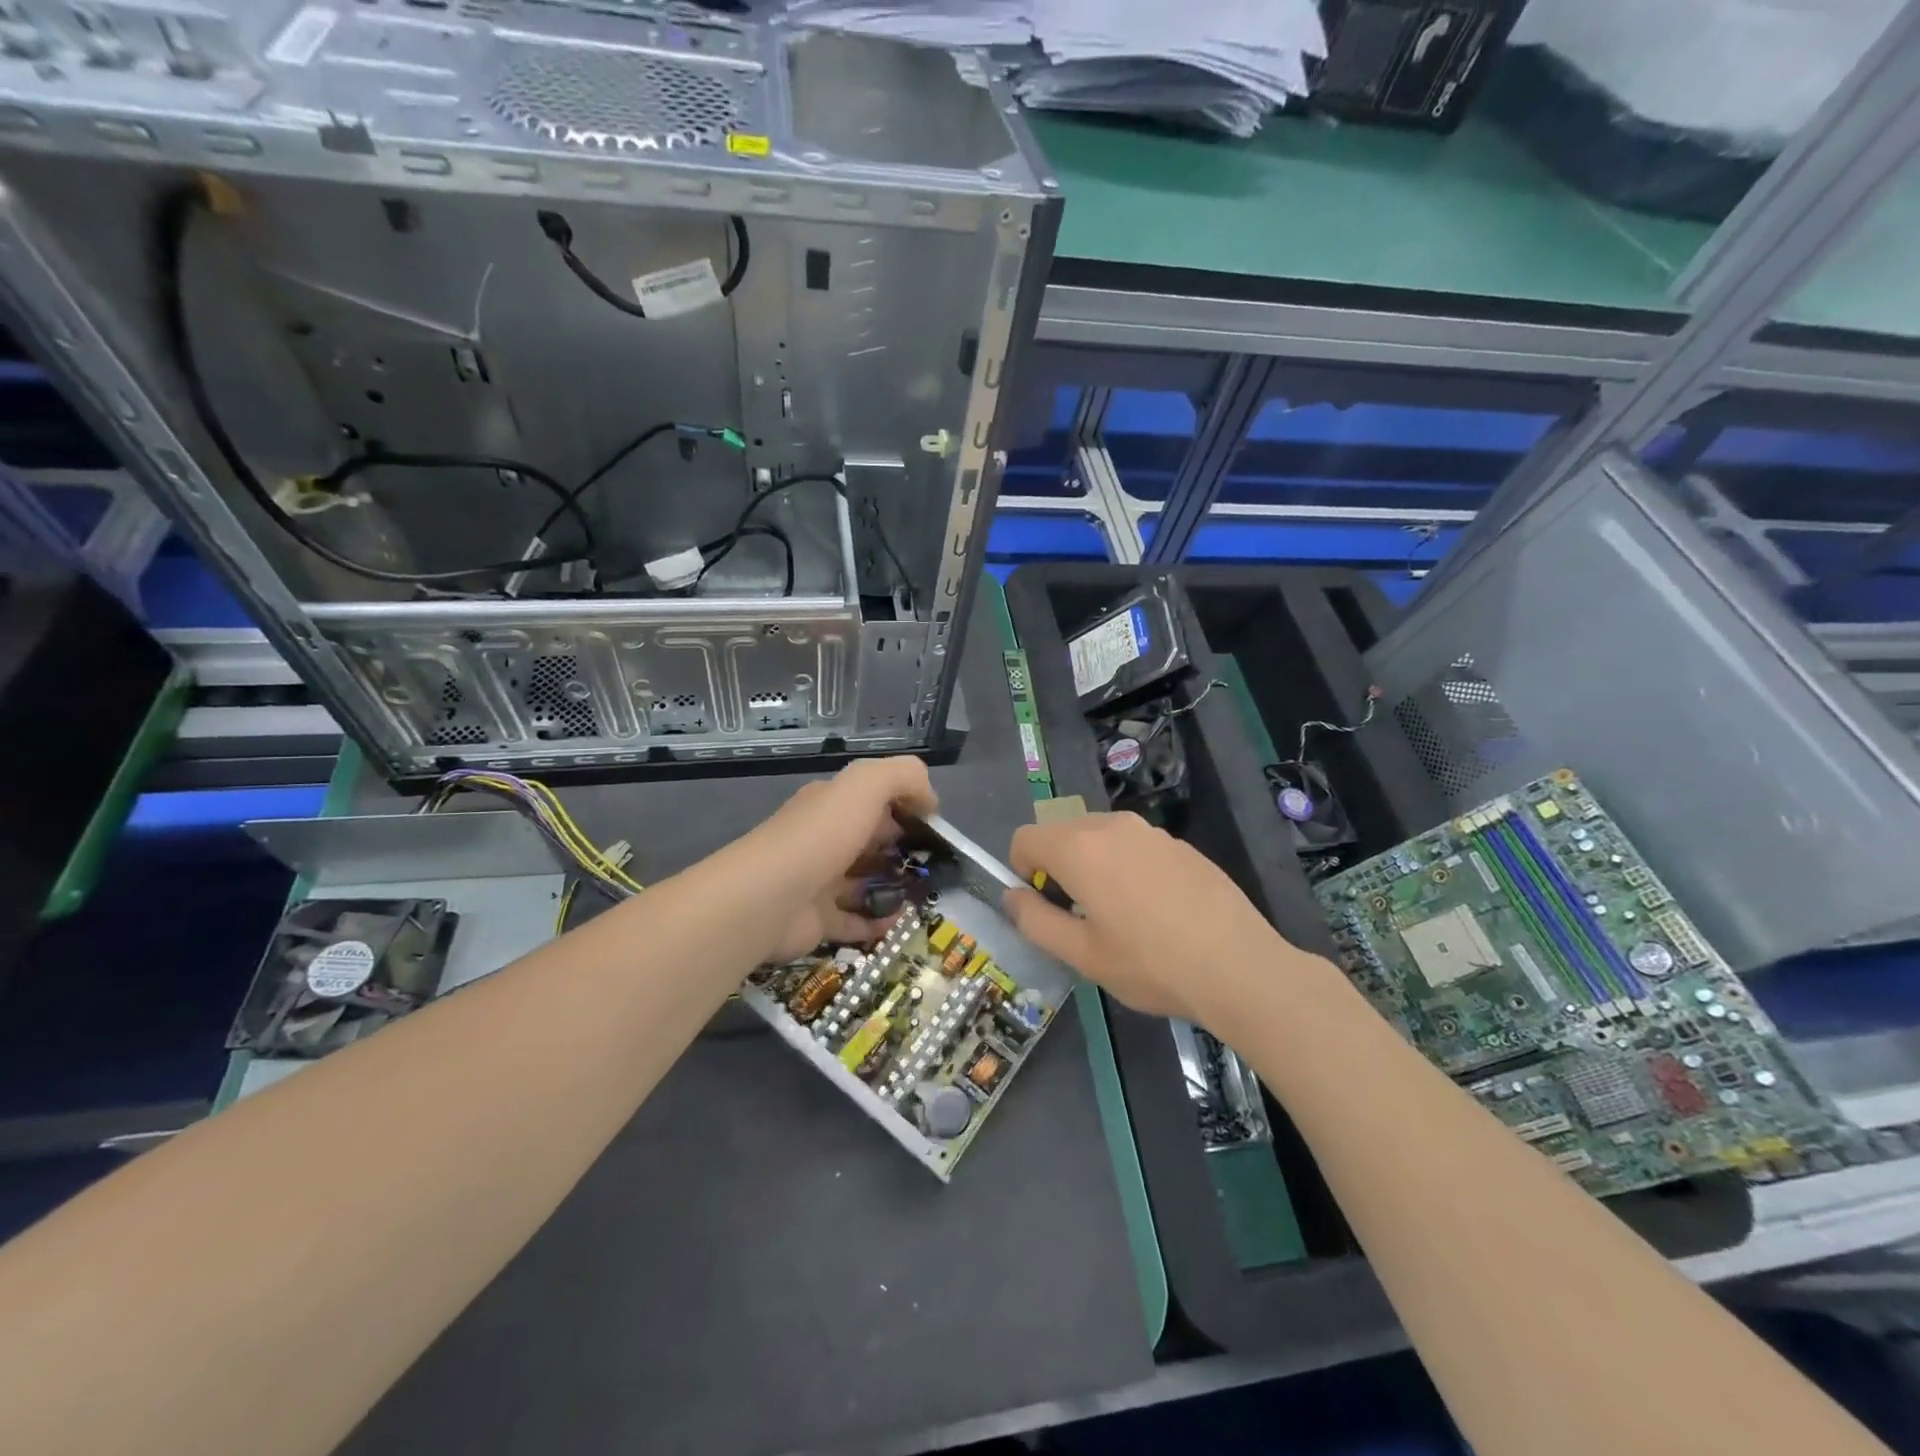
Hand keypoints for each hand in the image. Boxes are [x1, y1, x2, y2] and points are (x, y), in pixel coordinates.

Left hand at [747, 756, 938, 961]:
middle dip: (902, 849)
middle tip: (936, 864)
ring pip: (862, 882)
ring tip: (924, 894)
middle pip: (869, 841)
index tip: (935, 826)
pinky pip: (853, 921)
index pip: (873, 799)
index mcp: (830, 804)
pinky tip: (899, 922)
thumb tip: (929, 799)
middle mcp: (822, 839)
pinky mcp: (815, 921)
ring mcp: (817, 882)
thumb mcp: (866, 785)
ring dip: (892, 887)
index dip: (906, 807)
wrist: (766, 900)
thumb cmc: (821, 837)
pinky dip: (876, 922)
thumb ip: (903, 777)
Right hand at [1002, 811, 1292, 1025]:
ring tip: (1122, 917)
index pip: (1025, 838)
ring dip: (1094, 866)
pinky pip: (1134, 846)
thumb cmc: (1151, 964)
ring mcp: (1151, 831)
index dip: (1022, 872)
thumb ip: (1035, 920)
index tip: (1046, 907)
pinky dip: (1128, 867)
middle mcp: (1112, 825)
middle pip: (1062, 834)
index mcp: (1079, 847)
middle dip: (1058, 868)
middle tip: (1083, 918)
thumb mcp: (1081, 955)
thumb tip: (1013, 895)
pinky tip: (1158, 912)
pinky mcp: (1180, 844)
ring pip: (1099, 838)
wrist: (1240, 967)